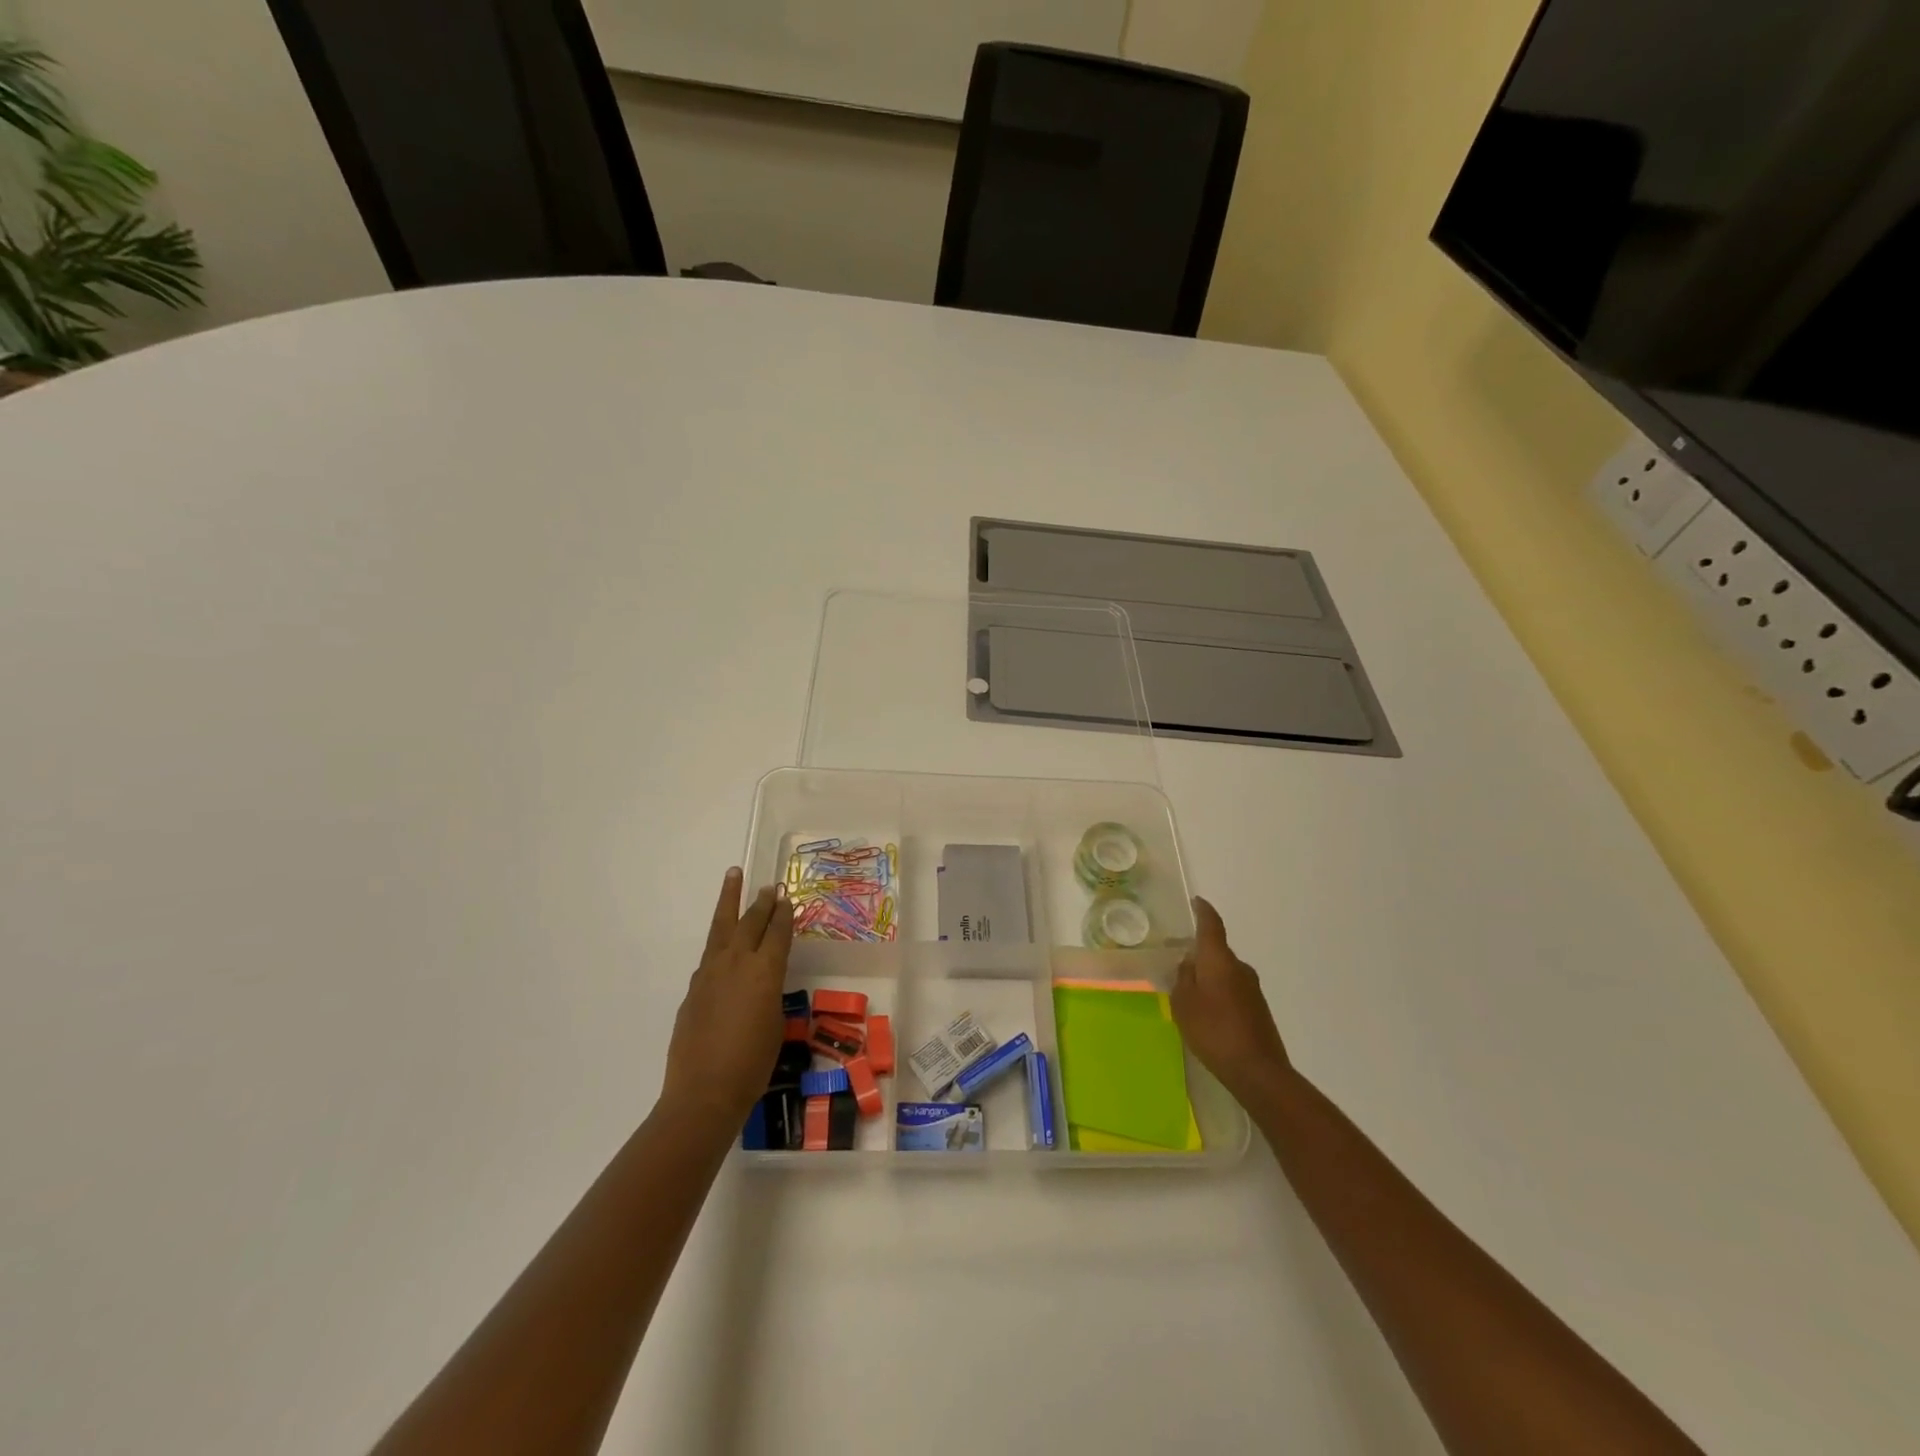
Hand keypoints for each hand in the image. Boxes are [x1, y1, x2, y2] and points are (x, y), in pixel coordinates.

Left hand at [661, 869, 793, 1131]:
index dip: (784, 913)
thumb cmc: (752, 1064)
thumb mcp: (775, 1024)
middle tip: (769, 886)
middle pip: (751, 921)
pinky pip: (710, 955)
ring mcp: (710, 972)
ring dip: (730, 900)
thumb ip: (769, 994)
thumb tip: (761, 983)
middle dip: (762, 902)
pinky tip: (724, 943)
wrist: (703, 1092)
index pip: (777, 932)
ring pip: (722, 927)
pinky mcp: (693, 988)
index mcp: (765, 971)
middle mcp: (737, 962)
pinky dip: (720, 942)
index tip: (787, 897)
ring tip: (733, 875)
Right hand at [1172, 897, 1291, 1102]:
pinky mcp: (1258, 1009)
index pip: (1212, 925)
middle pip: (1216, 951)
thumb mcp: (1184, 1004)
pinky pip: (1232, 989)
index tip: (1196, 901)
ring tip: (1188, 992)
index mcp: (1219, 960)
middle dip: (1198, 953)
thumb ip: (1183, 978)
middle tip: (1177, 960)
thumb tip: (1189, 963)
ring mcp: (1252, 988)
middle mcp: (1239, 967)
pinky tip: (1207, 1012)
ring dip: (1208, 975)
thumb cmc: (1214, 1031)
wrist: (1258, 1071)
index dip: (1203, 911)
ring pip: (1224, 972)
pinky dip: (1218, 992)